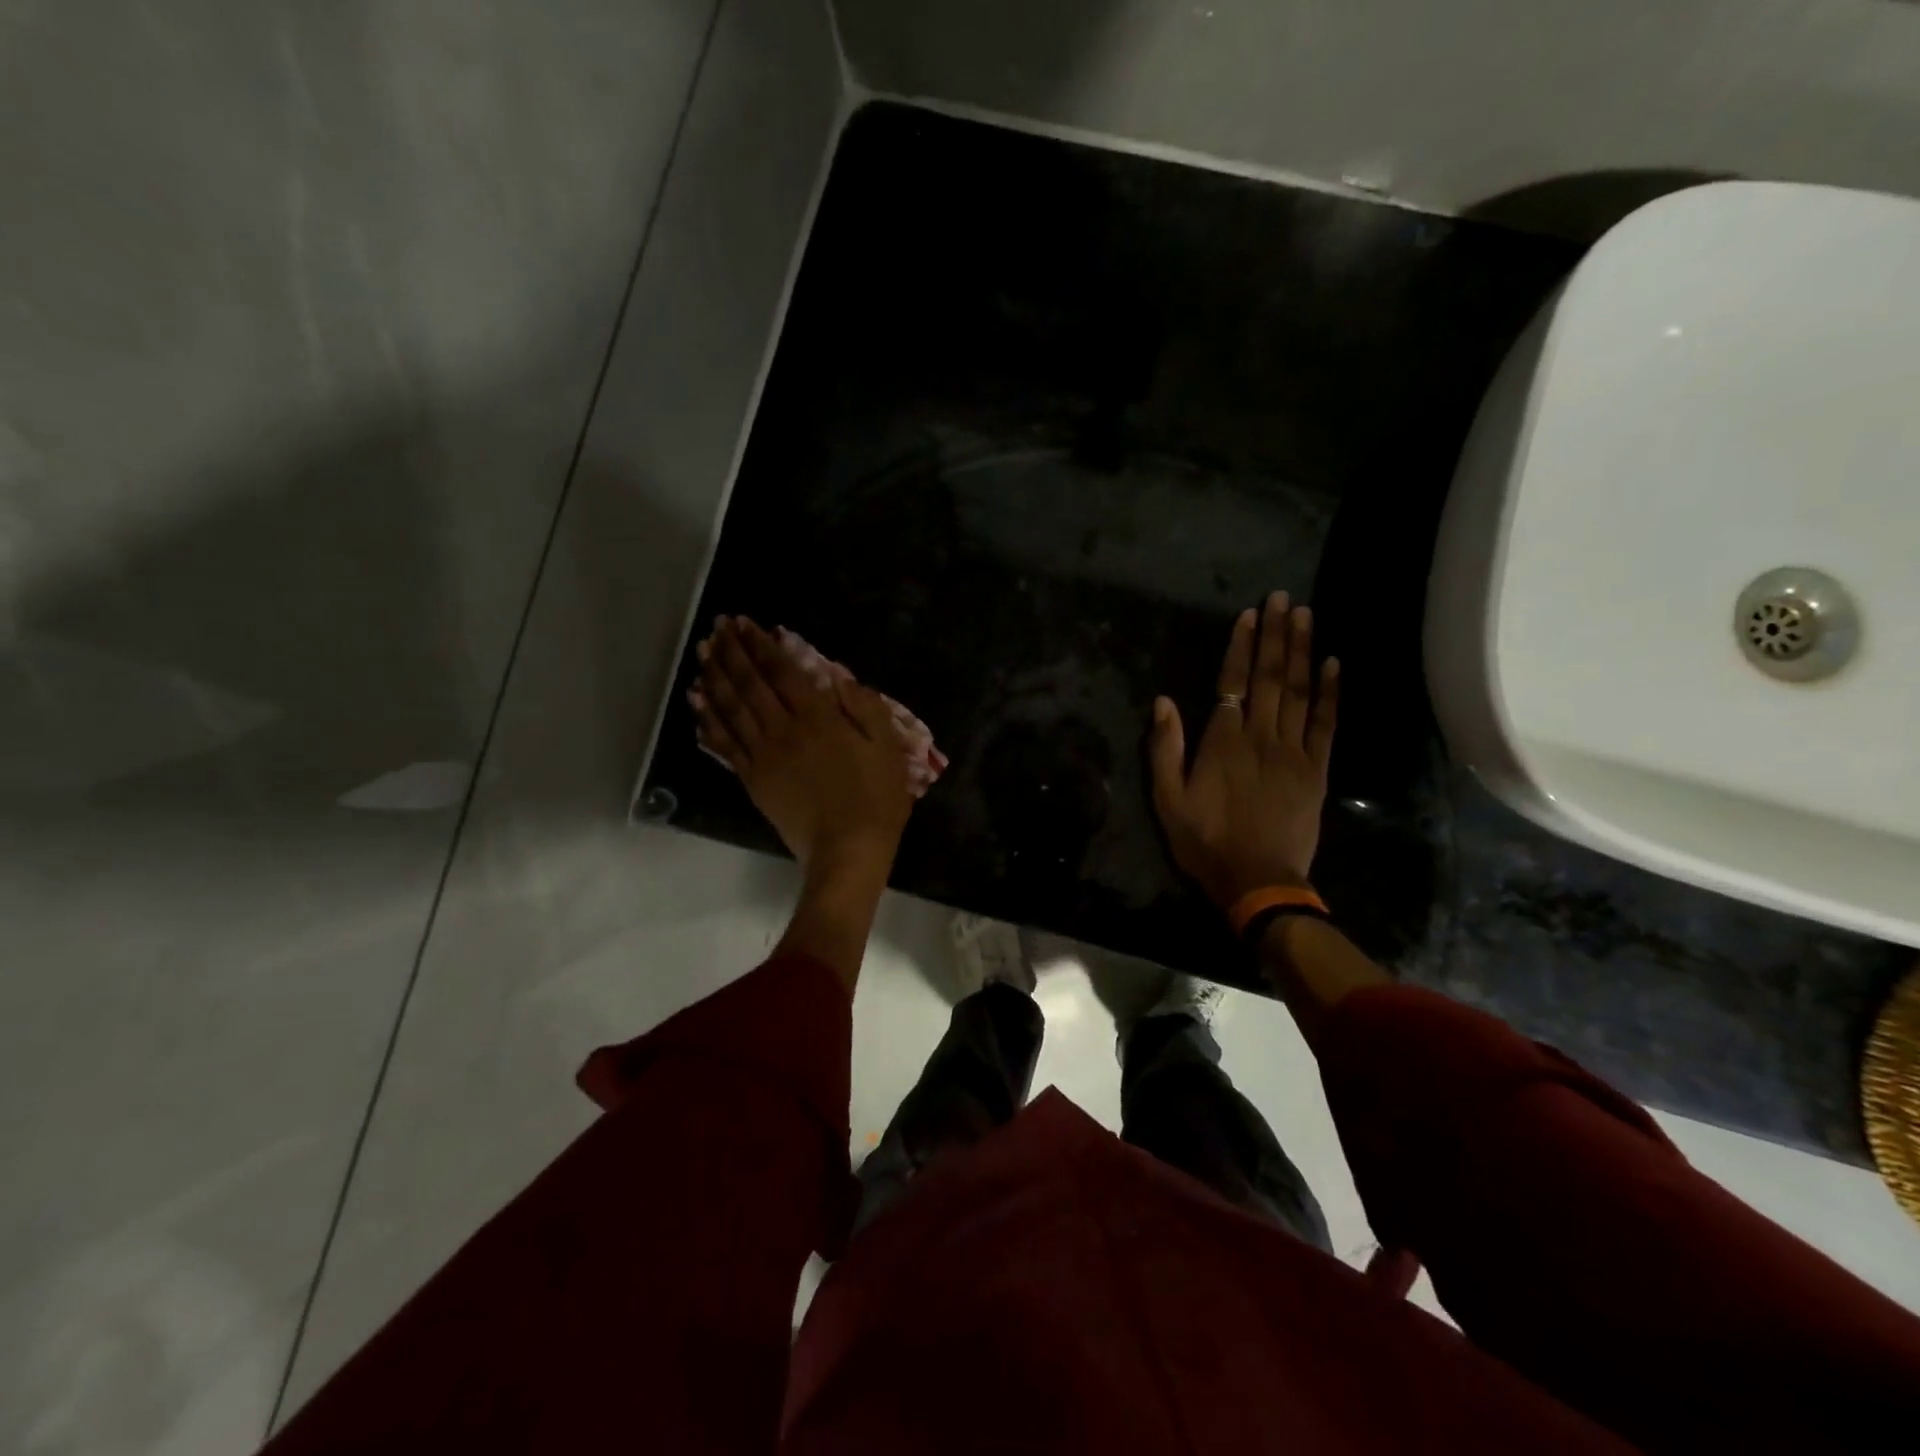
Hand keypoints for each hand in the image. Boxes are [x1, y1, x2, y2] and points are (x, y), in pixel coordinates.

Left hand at [690, 616, 917, 880]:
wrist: (847, 851)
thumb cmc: (876, 799)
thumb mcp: (888, 747)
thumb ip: (864, 707)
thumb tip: (839, 679)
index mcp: (818, 718)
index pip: (782, 671)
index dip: (762, 645)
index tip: (744, 623)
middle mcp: (783, 729)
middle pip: (750, 683)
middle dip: (732, 652)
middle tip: (717, 627)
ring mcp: (763, 756)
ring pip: (731, 708)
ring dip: (715, 677)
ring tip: (703, 653)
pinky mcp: (752, 780)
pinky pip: (724, 743)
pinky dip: (709, 720)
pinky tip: (698, 703)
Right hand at [1149, 592, 1337, 908]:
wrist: (1258, 882)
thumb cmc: (1205, 841)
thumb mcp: (1167, 800)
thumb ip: (1164, 749)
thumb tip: (1163, 702)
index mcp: (1223, 742)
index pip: (1232, 683)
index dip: (1241, 647)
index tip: (1250, 614)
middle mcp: (1261, 737)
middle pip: (1269, 677)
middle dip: (1276, 635)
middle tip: (1284, 598)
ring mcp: (1293, 752)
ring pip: (1298, 692)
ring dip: (1302, 651)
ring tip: (1306, 616)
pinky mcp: (1316, 770)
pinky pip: (1325, 724)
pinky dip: (1330, 693)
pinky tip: (1333, 665)